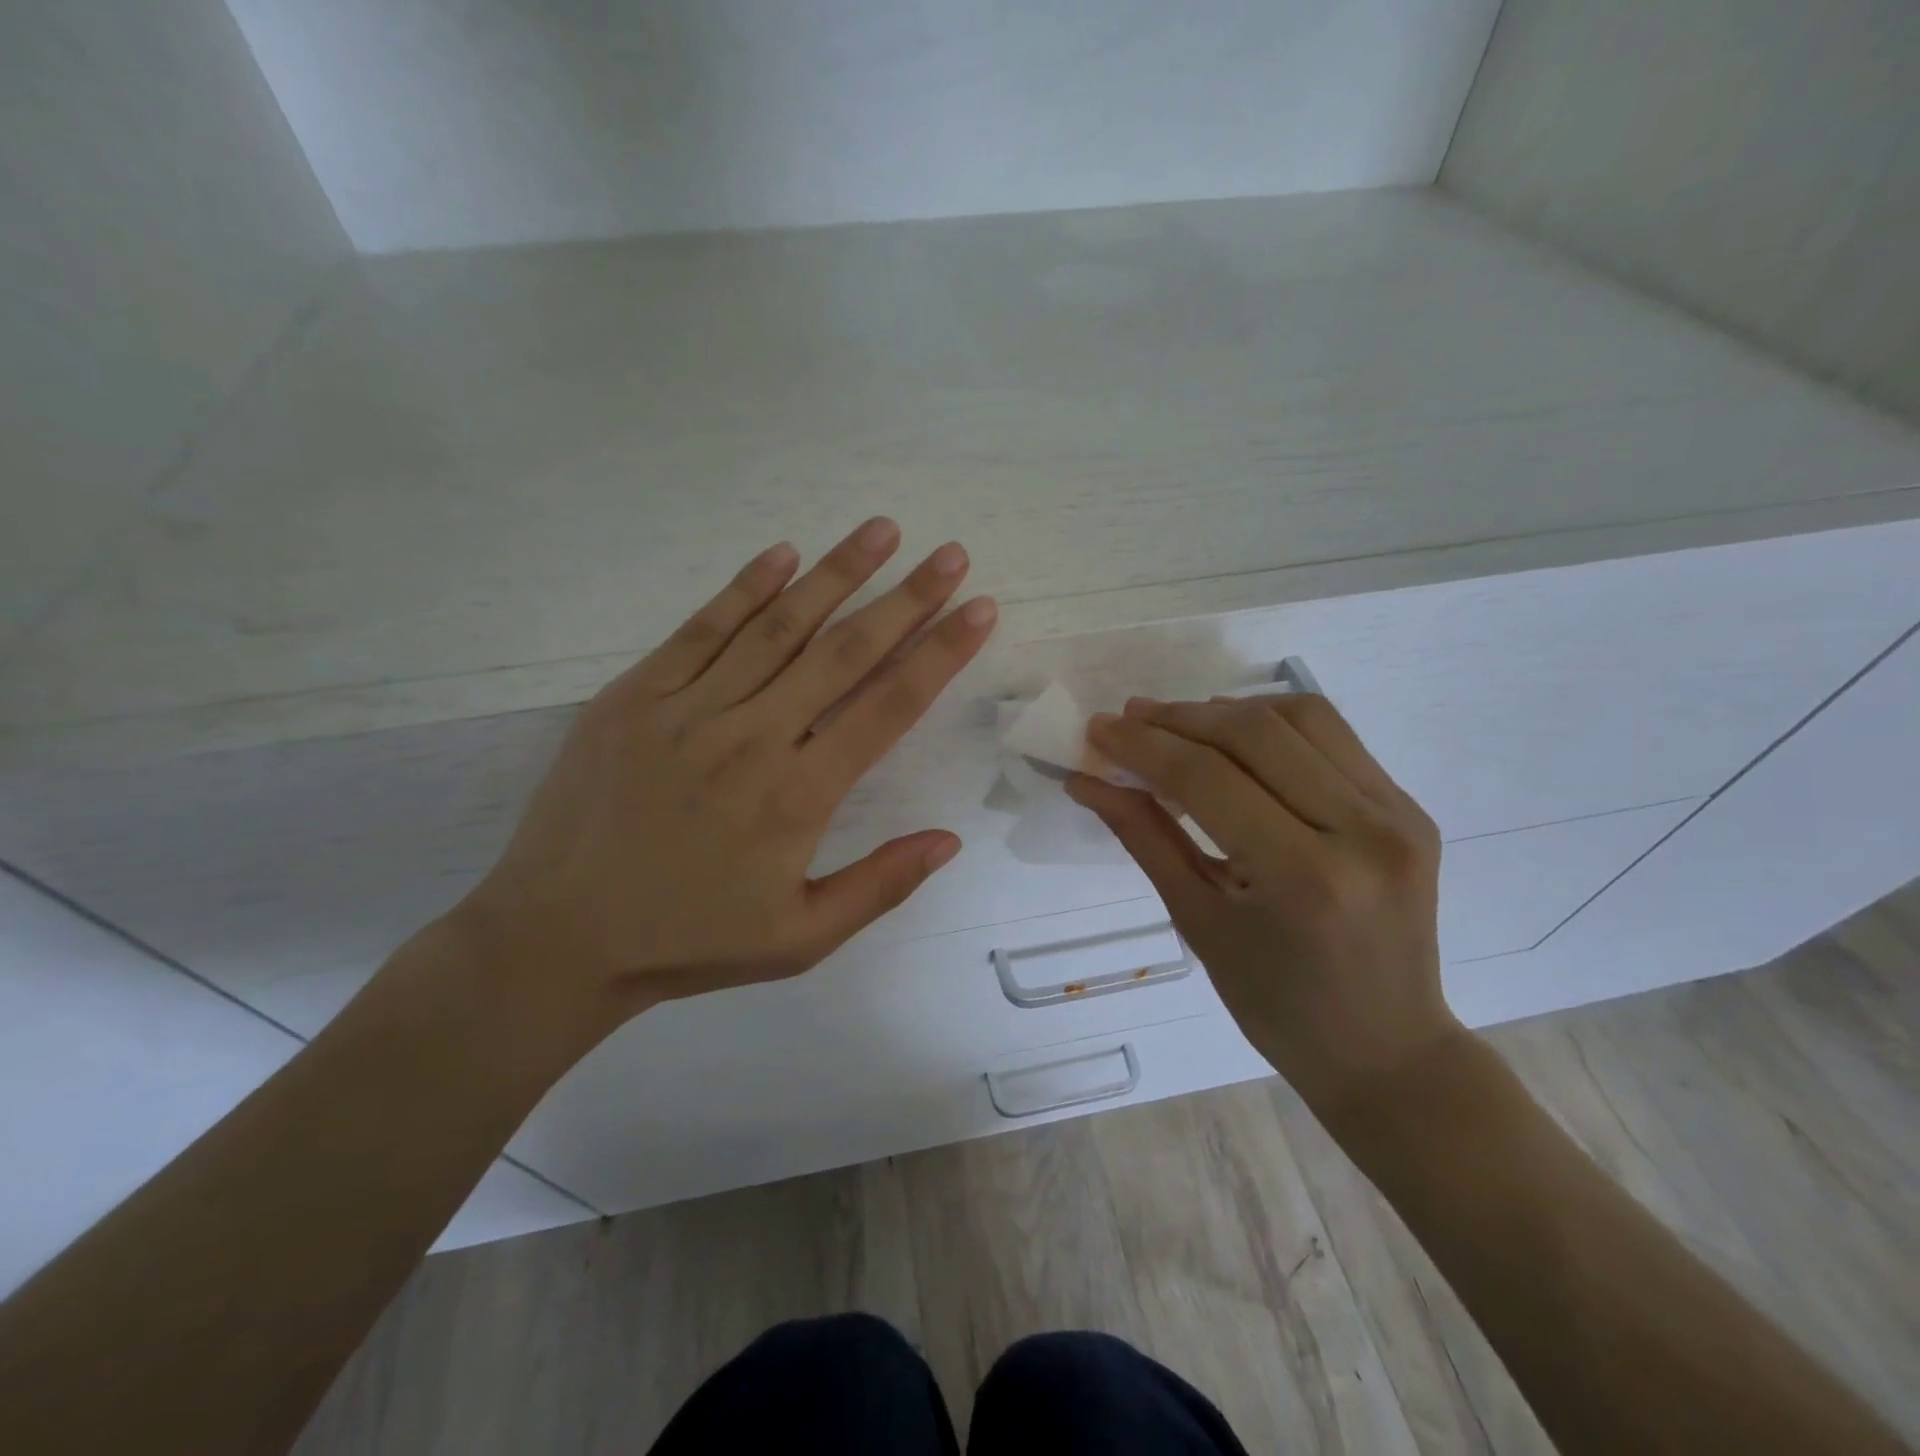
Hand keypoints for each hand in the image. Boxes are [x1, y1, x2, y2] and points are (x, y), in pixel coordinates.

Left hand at [450, 517, 996, 1037]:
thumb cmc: (689, 942)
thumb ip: (880, 885)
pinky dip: (744, 588)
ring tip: (882, 529)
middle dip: (905, 599)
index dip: (940, 654)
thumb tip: (950, 839)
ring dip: (835, 573)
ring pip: (777, 627)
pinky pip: (699, 631)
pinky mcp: (634, 697)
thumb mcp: (800, 939)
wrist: (557, 938)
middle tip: (949, 554)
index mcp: (798, 795)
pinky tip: (782, 554)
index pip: (888, 707)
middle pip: (843, 653)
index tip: (978, 609)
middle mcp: (752, 737)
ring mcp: (687, 710)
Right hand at [1067, 692, 1459, 1117]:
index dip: (1143, 746)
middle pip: (1253, 733)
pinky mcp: (1408, 807)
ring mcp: (1397, 813)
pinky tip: (1234, 740)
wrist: (1384, 1047)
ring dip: (1227, 711)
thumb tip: (1088, 781)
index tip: (1097, 730)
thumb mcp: (1197, 921)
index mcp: (1304, 876)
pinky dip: (1272, 724)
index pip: (1207, 779)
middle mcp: (1362, 829)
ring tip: (1177, 725)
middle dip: (1178, 718)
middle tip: (1128, 720)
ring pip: (1300, 717)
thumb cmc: (1275, 1004)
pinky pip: (1332, 738)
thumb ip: (1143, 837)